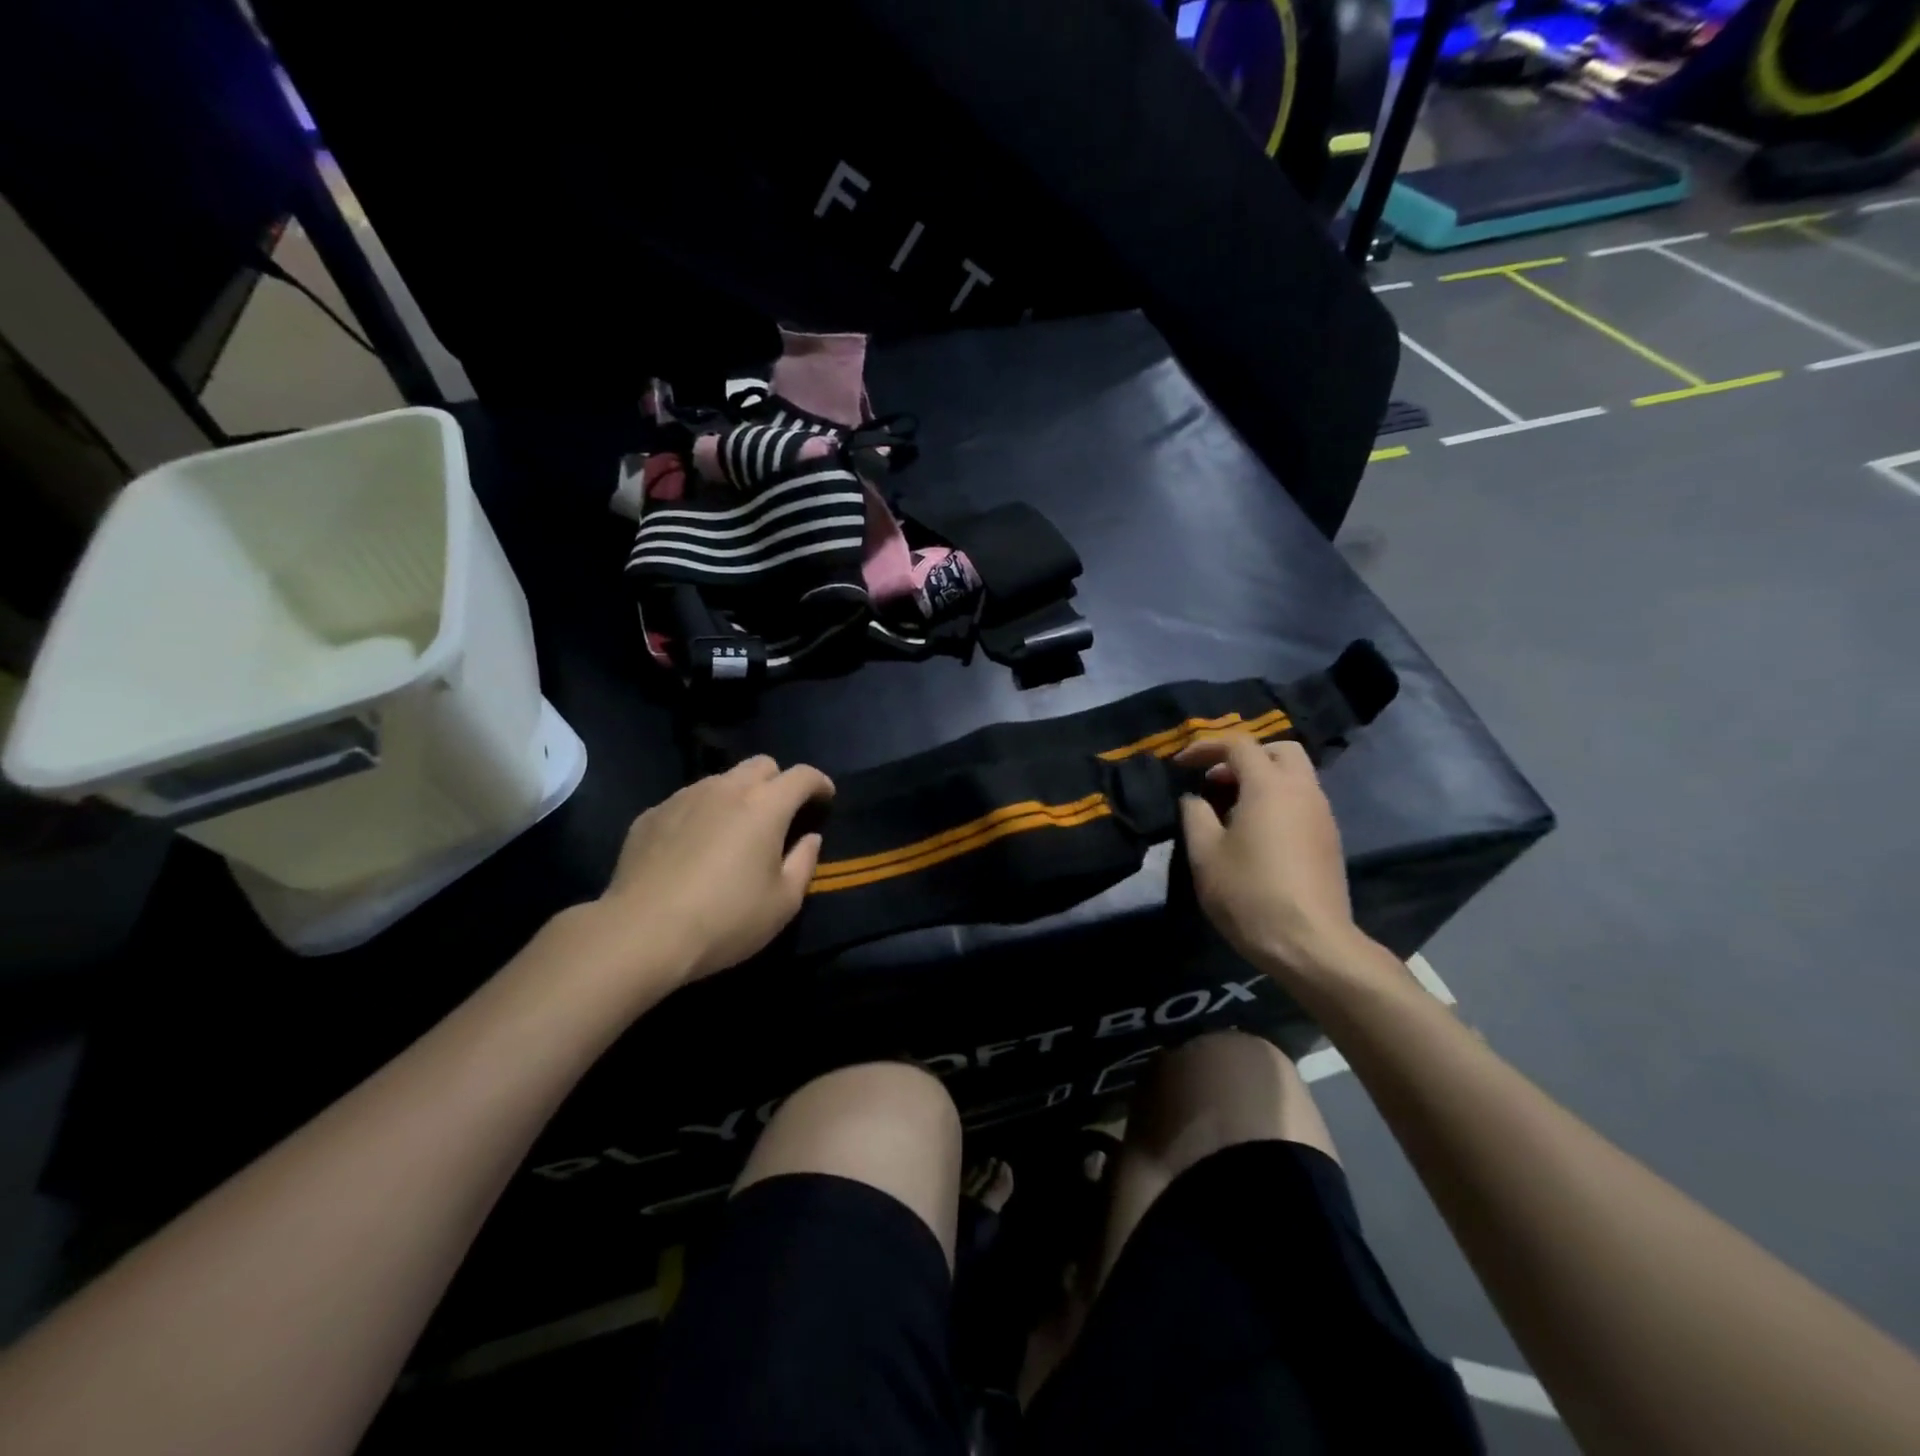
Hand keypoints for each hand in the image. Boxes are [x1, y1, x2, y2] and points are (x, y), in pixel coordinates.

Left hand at [598, 756, 834, 985]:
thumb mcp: (783, 903)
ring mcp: (684, 797)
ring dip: (737, 796)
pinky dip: (701, 814)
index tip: (825, 800)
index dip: (820, 784)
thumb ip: (804, 862)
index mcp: (765, 806)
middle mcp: (725, 789)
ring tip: (733, 832)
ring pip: (721, 780)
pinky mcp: (651, 814)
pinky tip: (693, 848)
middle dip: (778, 782)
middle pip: (761, 765)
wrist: (641, 934)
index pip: (802, 775)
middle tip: (779, 815)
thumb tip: (809, 838)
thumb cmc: (725, 920)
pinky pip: (687, 801)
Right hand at [1174, 733, 1366, 988]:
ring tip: (1231, 808)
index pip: (1238, 745)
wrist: (1310, 944)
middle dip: (1244, 756)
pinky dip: (1278, 799)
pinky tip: (1256, 832)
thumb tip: (1195, 798)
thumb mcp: (1205, 854)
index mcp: (1269, 786)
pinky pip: (1303, 800)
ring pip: (1295, 775)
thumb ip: (1195, 815)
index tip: (1181, 766)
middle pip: (1279, 750)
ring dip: (1262, 778)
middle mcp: (1302, 791)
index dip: (1205, 748)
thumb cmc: (1249, 894)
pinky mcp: (1330, 839)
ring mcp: (1322, 815)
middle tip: (1215, 781)